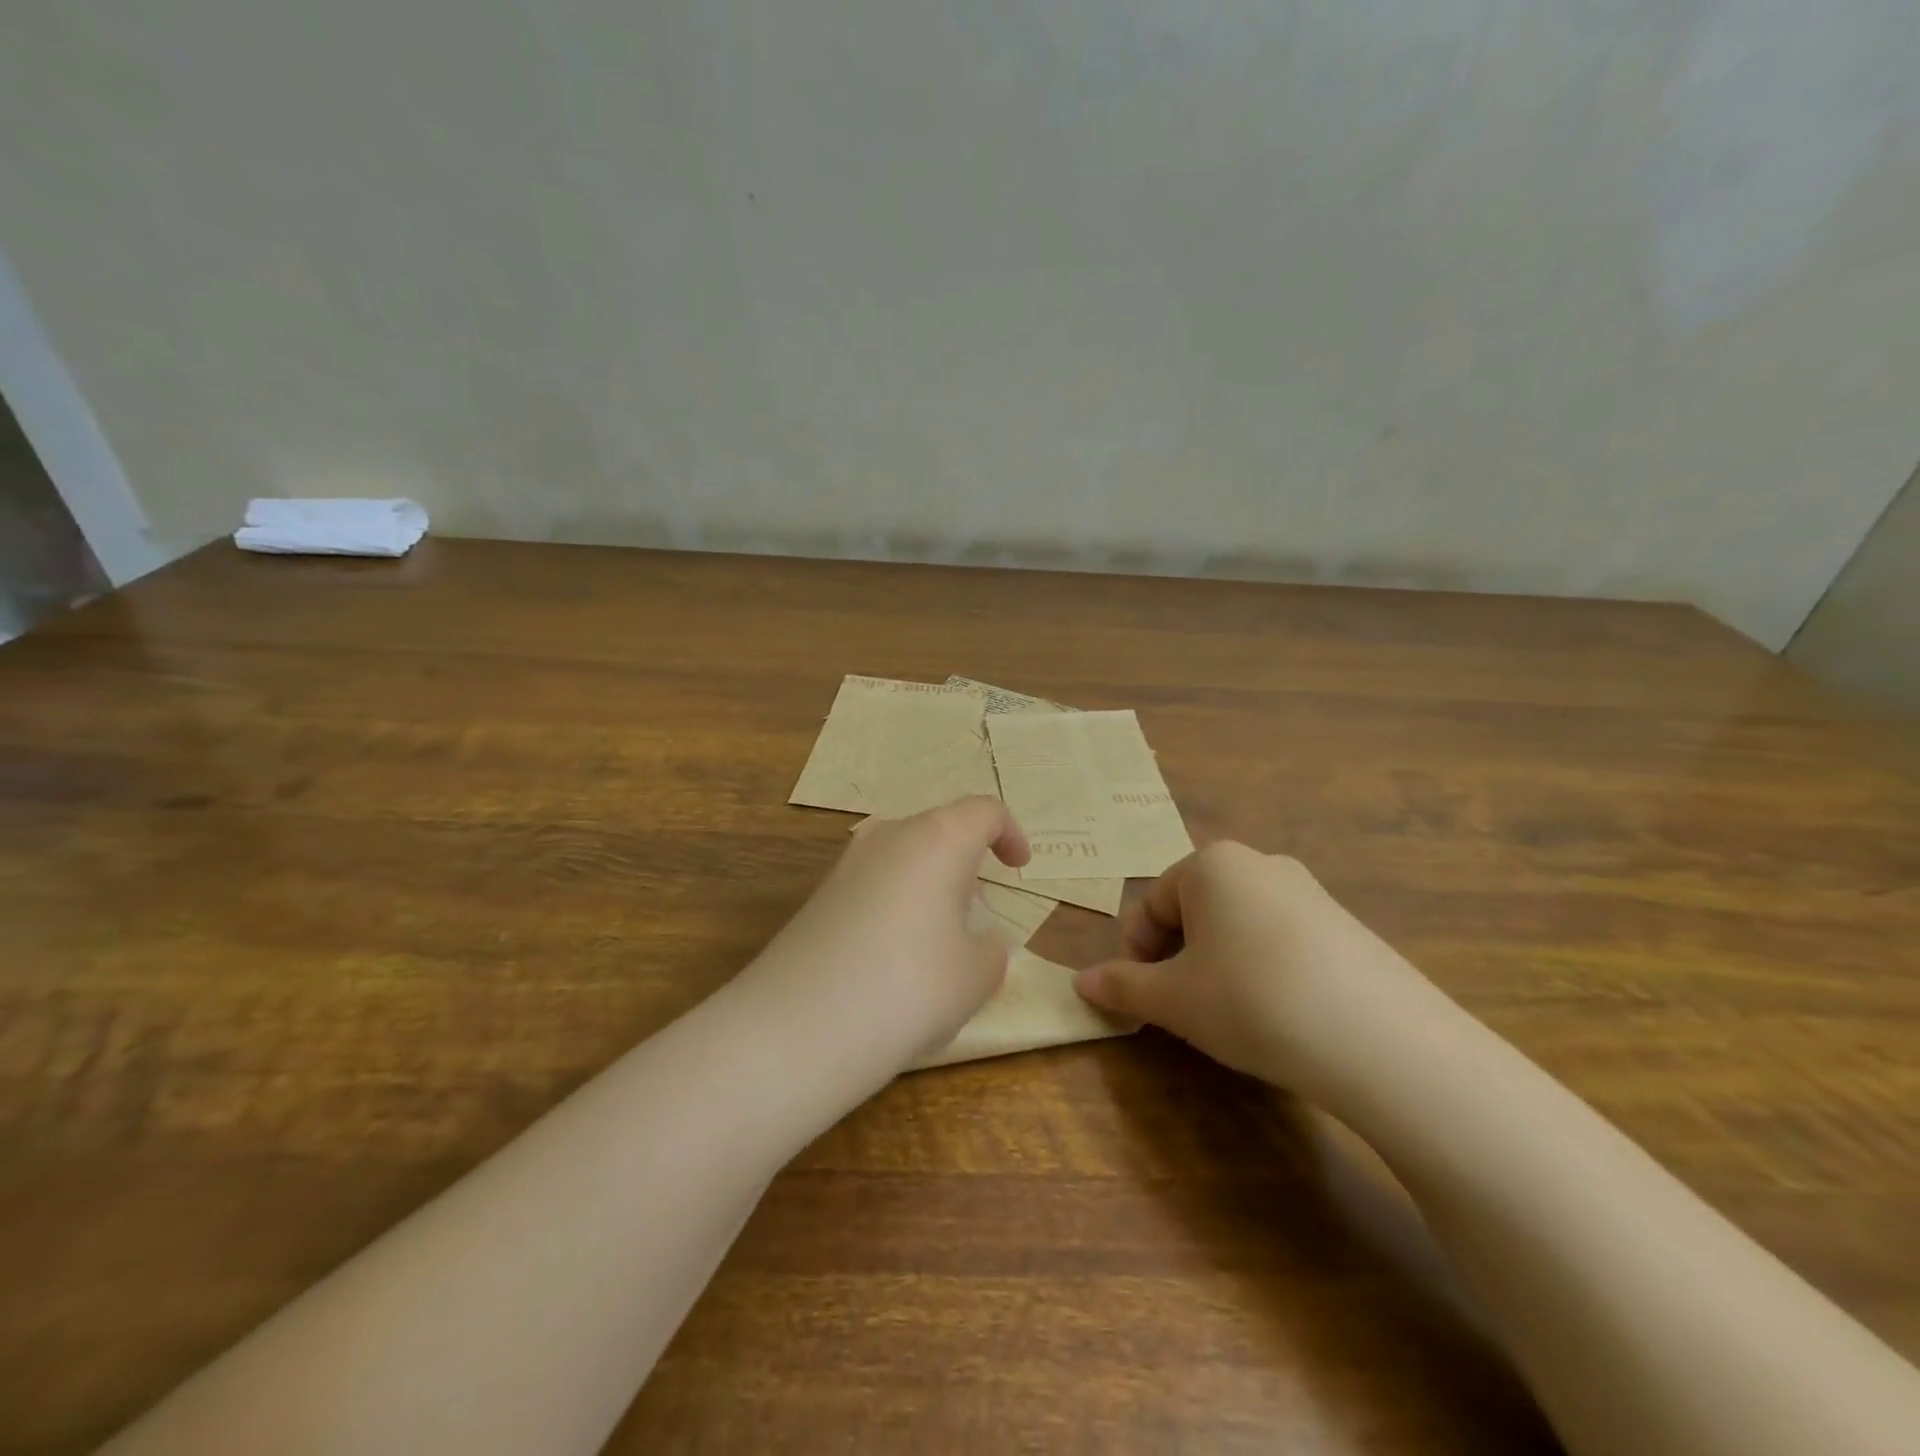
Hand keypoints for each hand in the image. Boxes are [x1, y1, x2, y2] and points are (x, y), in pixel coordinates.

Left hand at [738, 796, 1030, 1078]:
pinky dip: (896, 906)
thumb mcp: (978, 975)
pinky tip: (893, 959)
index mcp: (938, 838)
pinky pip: (874, 884)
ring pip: (904, 858)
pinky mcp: (819, 895)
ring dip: (929, 886)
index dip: (1010, 834)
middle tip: (978, 913)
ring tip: (938, 942)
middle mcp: (889, 835)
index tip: (1018, 868)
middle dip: (965, 864)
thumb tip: (975, 940)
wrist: (800, 1025)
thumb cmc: (912, 986)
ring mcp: (847, 863)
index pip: (984, 811)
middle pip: (940, 831)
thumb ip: (989, 948)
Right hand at [1073, 842, 1442, 1094]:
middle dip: (1178, 957)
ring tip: (1231, 1016)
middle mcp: (1260, 864)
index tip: (1144, 999)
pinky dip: (1264, 970)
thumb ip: (1122, 986)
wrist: (1379, 1039)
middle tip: (1184, 1009)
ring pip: (1238, 926)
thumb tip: (1081, 983)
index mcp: (1211, 864)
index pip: (1152, 904)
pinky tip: (1279, 1014)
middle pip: (1195, 909)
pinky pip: (1282, 940)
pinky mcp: (1345, 926)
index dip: (1138, 953)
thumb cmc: (1251, 1000)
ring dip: (1218, 965)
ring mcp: (1309, 892)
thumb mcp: (1173, 1000)